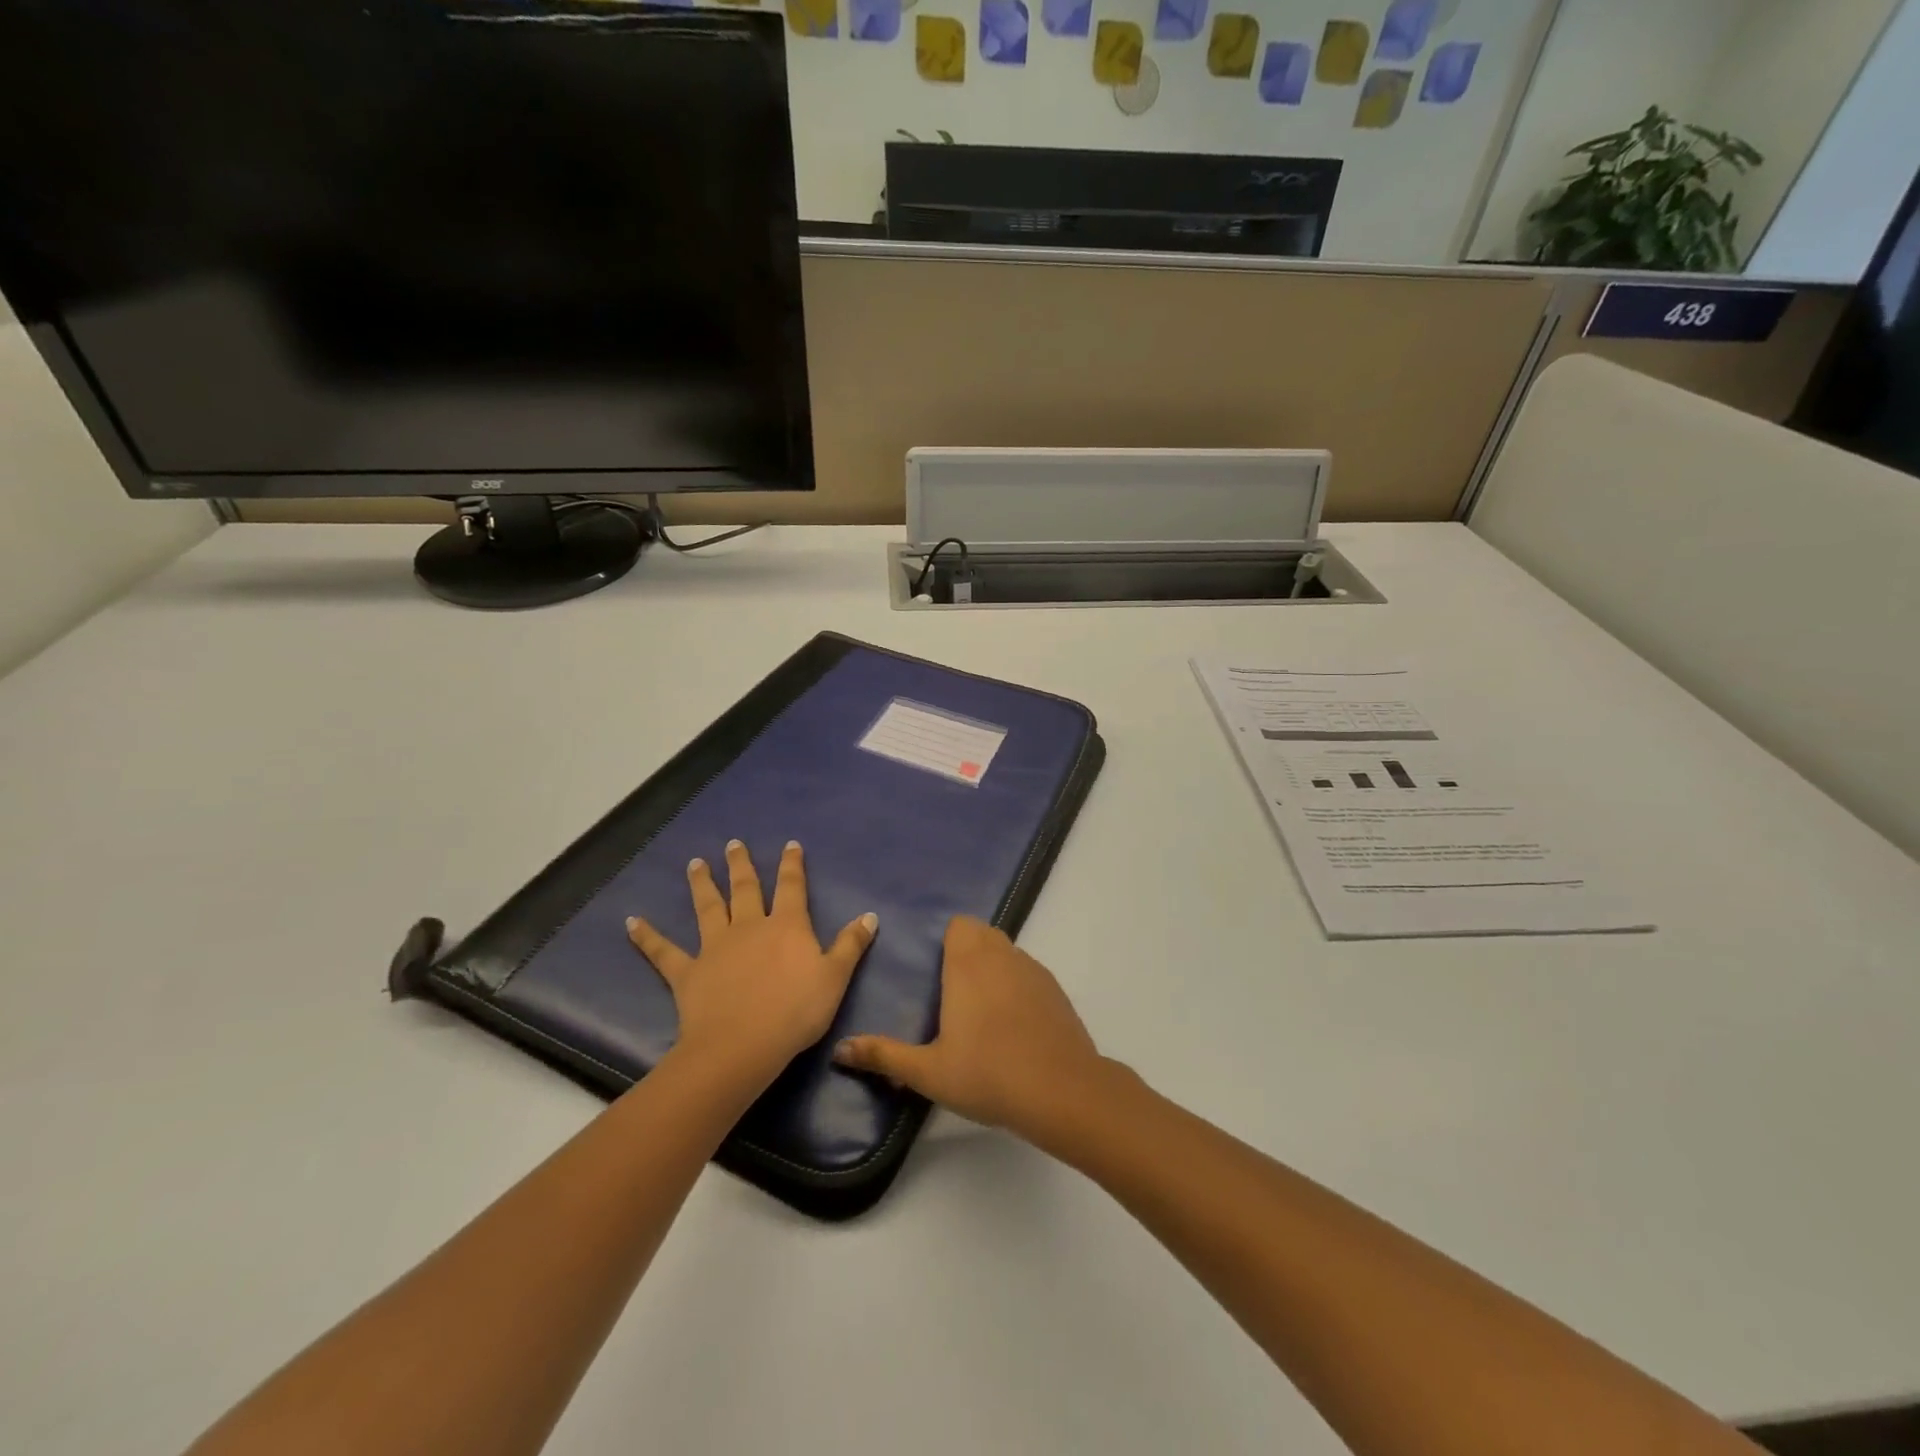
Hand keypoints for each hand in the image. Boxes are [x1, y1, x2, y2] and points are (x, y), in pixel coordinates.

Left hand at [627, 840, 876, 1087]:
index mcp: (786, 925)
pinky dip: (647, 937)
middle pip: (745, 889)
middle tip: (734, 844)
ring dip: (702, 884)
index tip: (789, 845)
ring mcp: (715, 947)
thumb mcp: (835, 978)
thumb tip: (870, 915)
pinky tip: (631, 922)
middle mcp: (749, 926)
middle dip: (741, 865)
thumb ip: (851, 945)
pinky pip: (664, 952)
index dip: (792, 865)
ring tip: (696, 863)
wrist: (742, 1046)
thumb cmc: (795, 1012)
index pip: (791, 887)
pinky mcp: (688, 972)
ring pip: (708, 908)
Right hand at [832, 916, 1108, 1141]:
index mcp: (969, 963)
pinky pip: (1029, 973)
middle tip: (951, 992)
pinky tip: (1013, 1025)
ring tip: (981, 1010)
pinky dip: (1017, 986)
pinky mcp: (1056, 991)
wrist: (1061, 1091)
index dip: (947, 941)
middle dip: (967, 951)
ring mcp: (1034, 970)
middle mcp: (1002, 956)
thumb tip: (839, 1049)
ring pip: (1008, 952)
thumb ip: (884, 1056)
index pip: (960, 925)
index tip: (935, 972)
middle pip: (983, 933)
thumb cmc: (987, 1074)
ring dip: (993, 967)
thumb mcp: (928, 1071)